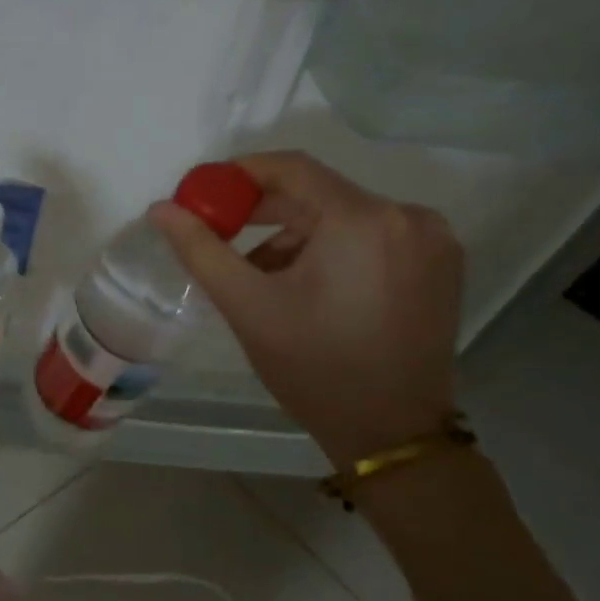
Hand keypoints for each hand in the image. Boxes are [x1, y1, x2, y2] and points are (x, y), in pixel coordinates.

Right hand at [151, 151, 462, 466]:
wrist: (391, 432)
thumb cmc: (313, 367)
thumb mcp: (247, 306)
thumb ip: (200, 249)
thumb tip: (160, 208)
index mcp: (363, 222)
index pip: (293, 168)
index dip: (240, 174)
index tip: (203, 194)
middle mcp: (408, 217)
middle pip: (319, 193)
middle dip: (263, 211)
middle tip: (219, 234)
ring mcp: (432, 240)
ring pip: (342, 216)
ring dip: (295, 236)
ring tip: (259, 275)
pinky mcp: (439, 263)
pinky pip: (370, 236)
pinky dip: (329, 249)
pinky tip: (304, 285)